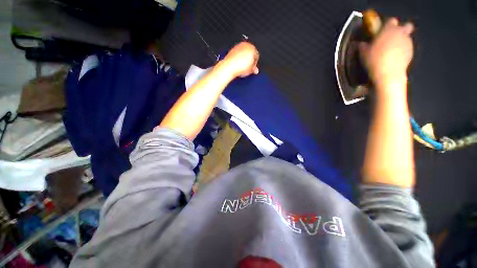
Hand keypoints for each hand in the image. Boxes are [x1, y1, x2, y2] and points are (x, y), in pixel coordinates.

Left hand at [220, 42, 259, 77]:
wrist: (229, 66)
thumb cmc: (240, 66)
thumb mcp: (250, 70)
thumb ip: (254, 69)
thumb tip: (255, 70)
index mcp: (252, 48)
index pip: (256, 55)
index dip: (255, 63)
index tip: (253, 68)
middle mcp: (245, 45)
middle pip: (250, 53)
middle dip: (249, 60)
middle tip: (248, 68)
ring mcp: (238, 46)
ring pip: (244, 53)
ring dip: (244, 59)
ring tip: (242, 67)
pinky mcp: (232, 49)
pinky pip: (238, 54)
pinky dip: (238, 58)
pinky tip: (238, 65)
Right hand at [360, 18, 413, 93]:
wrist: (388, 74)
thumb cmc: (375, 60)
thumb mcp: (363, 53)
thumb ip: (363, 46)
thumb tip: (362, 44)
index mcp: (389, 29)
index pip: (391, 21)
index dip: (386, 25)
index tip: (382, 32)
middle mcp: (401, 33)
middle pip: (405, 26)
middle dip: (400, 30)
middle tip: (392, 38)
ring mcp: (408, 43)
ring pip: (406, 38)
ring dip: (400, 42)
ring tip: (391, 51)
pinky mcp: (411, 52)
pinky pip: (407, 48)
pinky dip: (402, 51)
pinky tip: (395, 58)